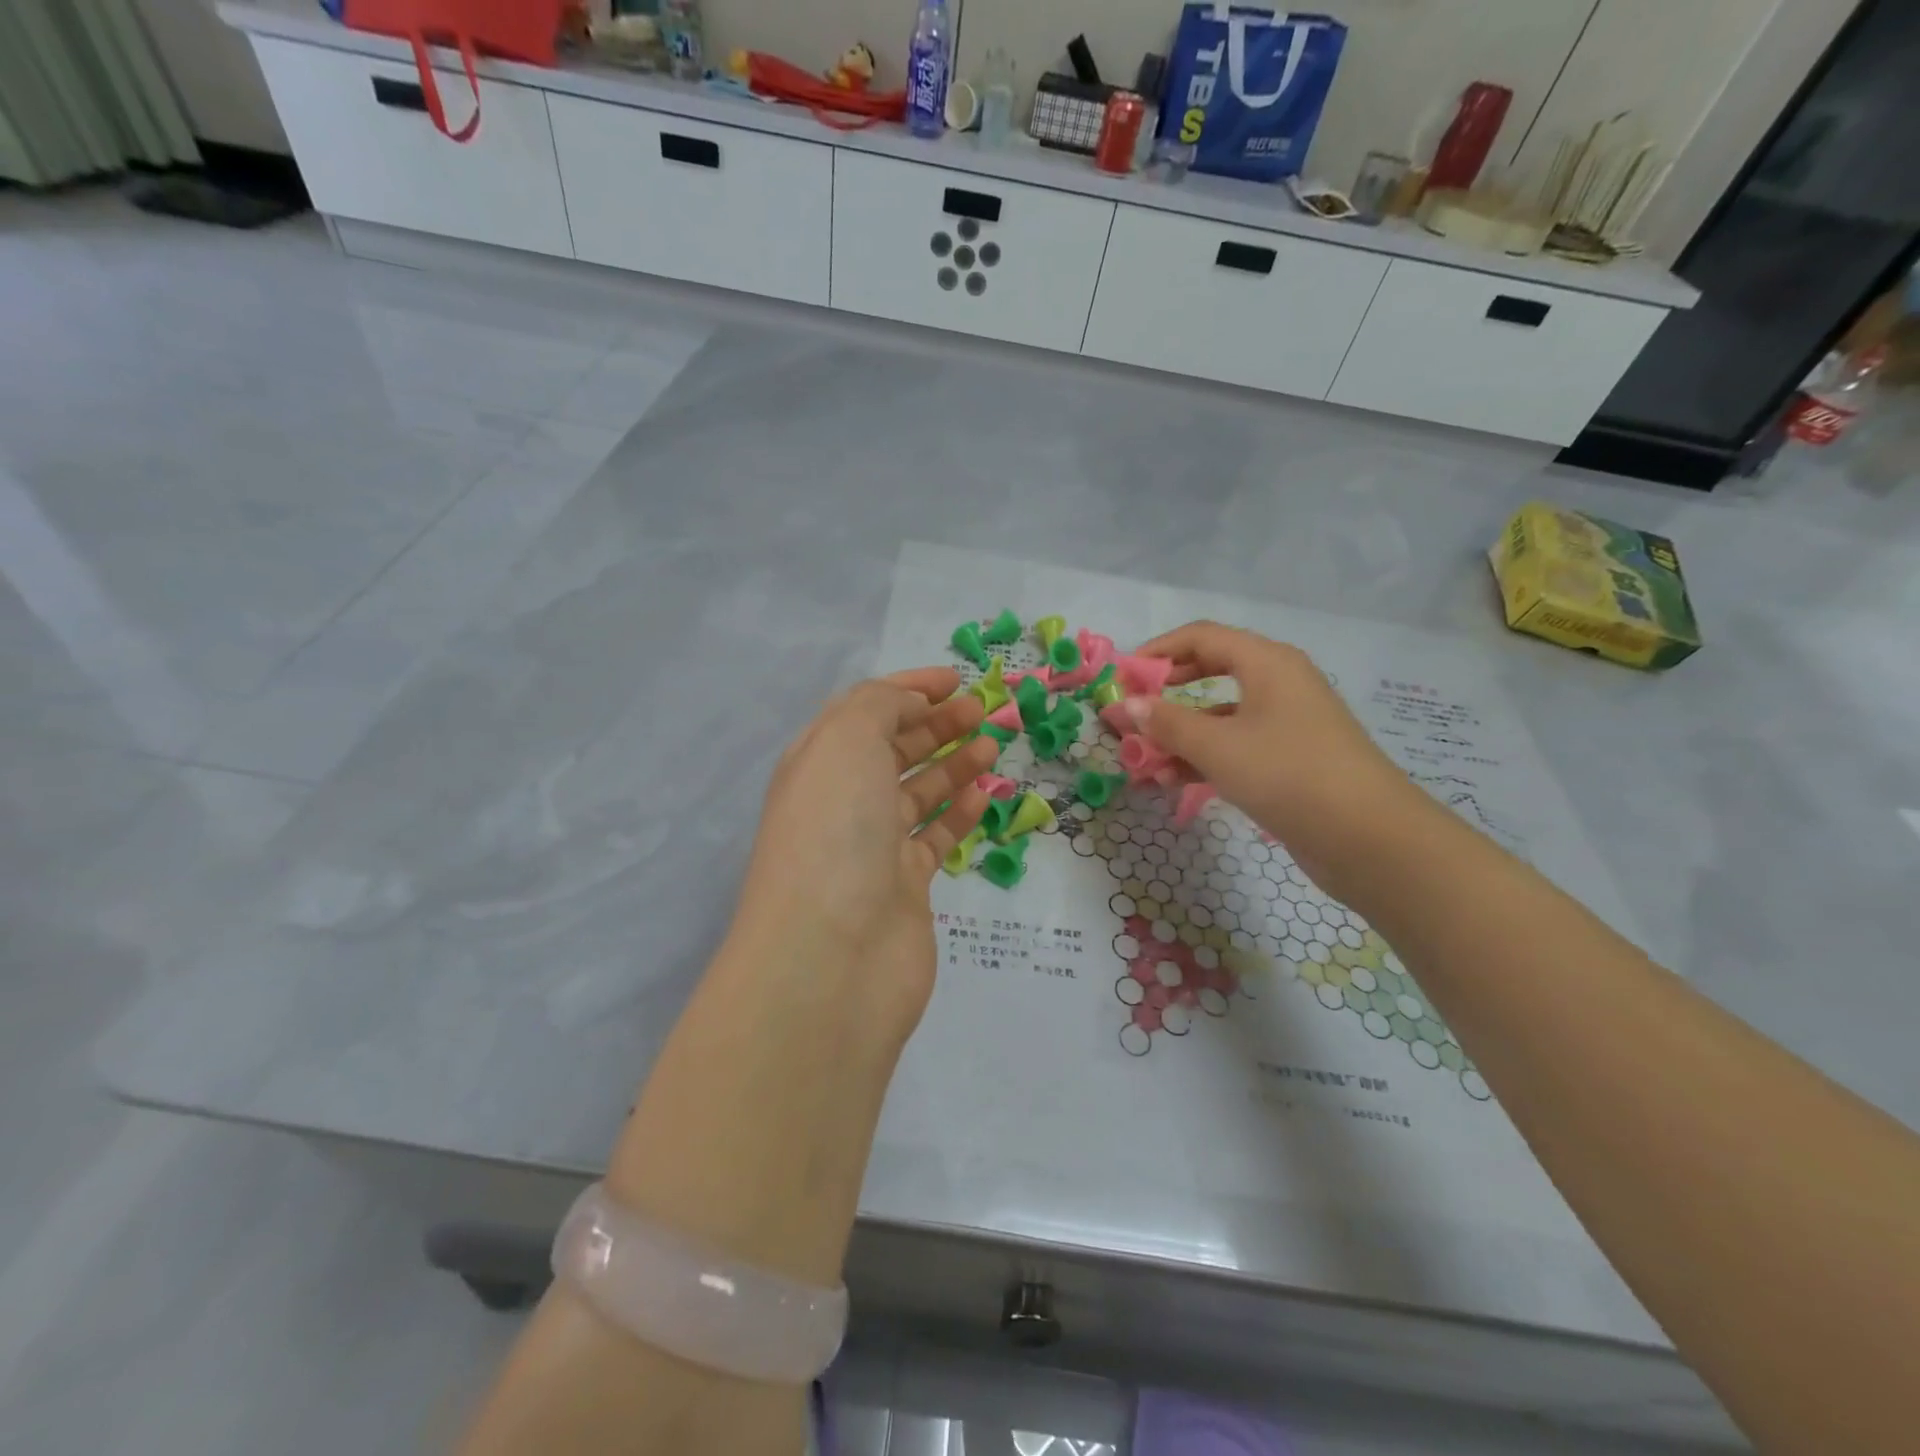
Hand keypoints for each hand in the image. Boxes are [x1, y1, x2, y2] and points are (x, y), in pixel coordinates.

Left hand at [725, 668, 999, 1052]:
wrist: (832, 954)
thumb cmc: (835, 829)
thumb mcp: (847, 740)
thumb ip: (880, 706)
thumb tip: (910, 705)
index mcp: (818, 761)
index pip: (865, 710)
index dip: (909, 688)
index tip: (956, 678)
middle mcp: (842, 800)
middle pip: (893, 749)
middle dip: (936, 723)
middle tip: (983, 710)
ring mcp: (872, 846)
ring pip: (917, 792)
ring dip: (953, 764)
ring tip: (992, 745)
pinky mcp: (903, 886)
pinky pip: (935, 837)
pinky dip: (959, 812)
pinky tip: (985, 793)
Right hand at [1132, 621, 1420, 901]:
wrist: (1370, 839)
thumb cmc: (1288, 774)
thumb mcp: (1218, 746)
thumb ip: (1166, 723)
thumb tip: (1126, 705)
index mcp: (1266, 662)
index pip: (1200, 637)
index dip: (1157, 653)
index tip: (1121, 679)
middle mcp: (1277, 683)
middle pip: (1208, 673)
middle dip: (1164, 696)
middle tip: (1128, 717)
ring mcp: (1285, 723)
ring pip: (1219, 715)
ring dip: (1179, 734)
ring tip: (1142, 762)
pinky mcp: (1288, 759)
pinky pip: (1234, 745)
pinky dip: (1203, 758)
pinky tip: (1173, 781)